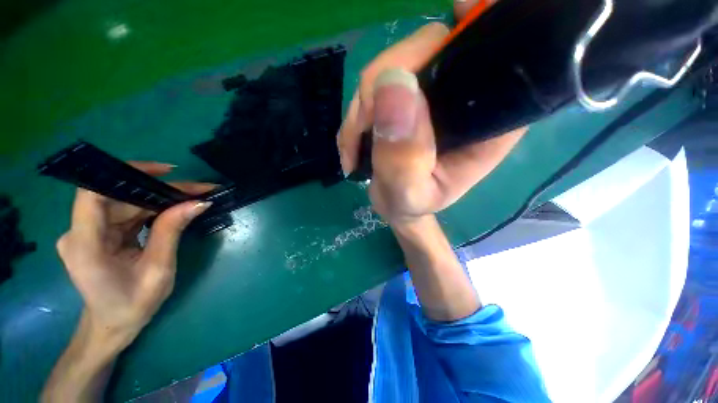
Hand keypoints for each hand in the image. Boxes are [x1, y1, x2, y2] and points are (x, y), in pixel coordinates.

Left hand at [56, 162, 212, 344]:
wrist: (112, 325)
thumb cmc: (132, 305)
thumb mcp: (158, 270)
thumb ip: (171, 232)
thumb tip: (197, 203)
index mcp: (86, 245)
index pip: (93, 193)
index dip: (125, 174)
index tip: (165, 172)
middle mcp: (81, 233)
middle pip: (120, 198)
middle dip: (160, 191)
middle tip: (199, 189)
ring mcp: (90, 233)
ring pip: (127, 204)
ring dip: (160, 200)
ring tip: (194, 197)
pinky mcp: (100, 234)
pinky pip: (128, 214)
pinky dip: (153, 210)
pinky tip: (175, 209)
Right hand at [338, 0, 526, 222]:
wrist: (397, 205)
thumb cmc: (410, 205)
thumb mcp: (407, 194)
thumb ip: (404, 157)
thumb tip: (392, 85)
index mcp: (484, 121)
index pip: (491, 53)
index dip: (473, 29)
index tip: (454, 14)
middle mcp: (462, 97)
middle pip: (430, 48)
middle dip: (382, 84)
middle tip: (361, 130)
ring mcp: (431, 93)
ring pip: (394, 66)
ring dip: (363, 105)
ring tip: (354, 146)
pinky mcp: (406, 97)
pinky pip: (376, 84)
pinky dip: (358, 110)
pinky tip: (353, 140)